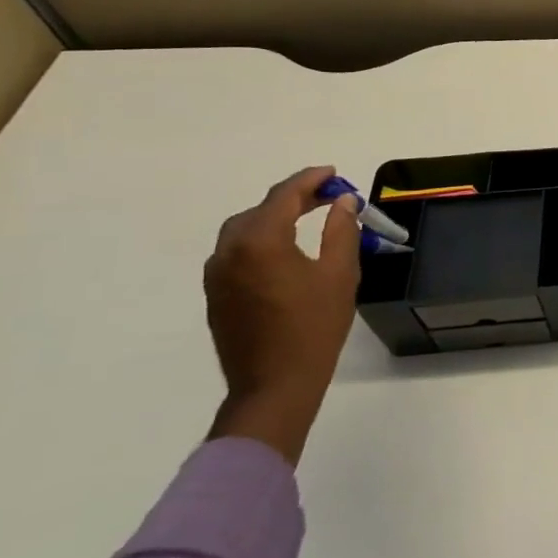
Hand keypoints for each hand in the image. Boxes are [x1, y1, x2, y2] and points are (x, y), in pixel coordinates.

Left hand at [203, 165, 362, 465]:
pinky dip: (261, 239)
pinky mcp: (215, 294)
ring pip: (244, 229)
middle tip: (328, 196)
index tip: (334, 173)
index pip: (284, 195)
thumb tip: (343, 202)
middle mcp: (230, 250)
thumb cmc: (314, 327)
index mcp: (260, 241)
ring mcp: (217, 274)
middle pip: (261, 209)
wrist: (274, 385)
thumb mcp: (340, 274)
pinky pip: (236, 251)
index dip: (311, 179)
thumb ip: (341, 230)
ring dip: (274, 217)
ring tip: (307, 218)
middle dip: (294, 198)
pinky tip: (285, 250)